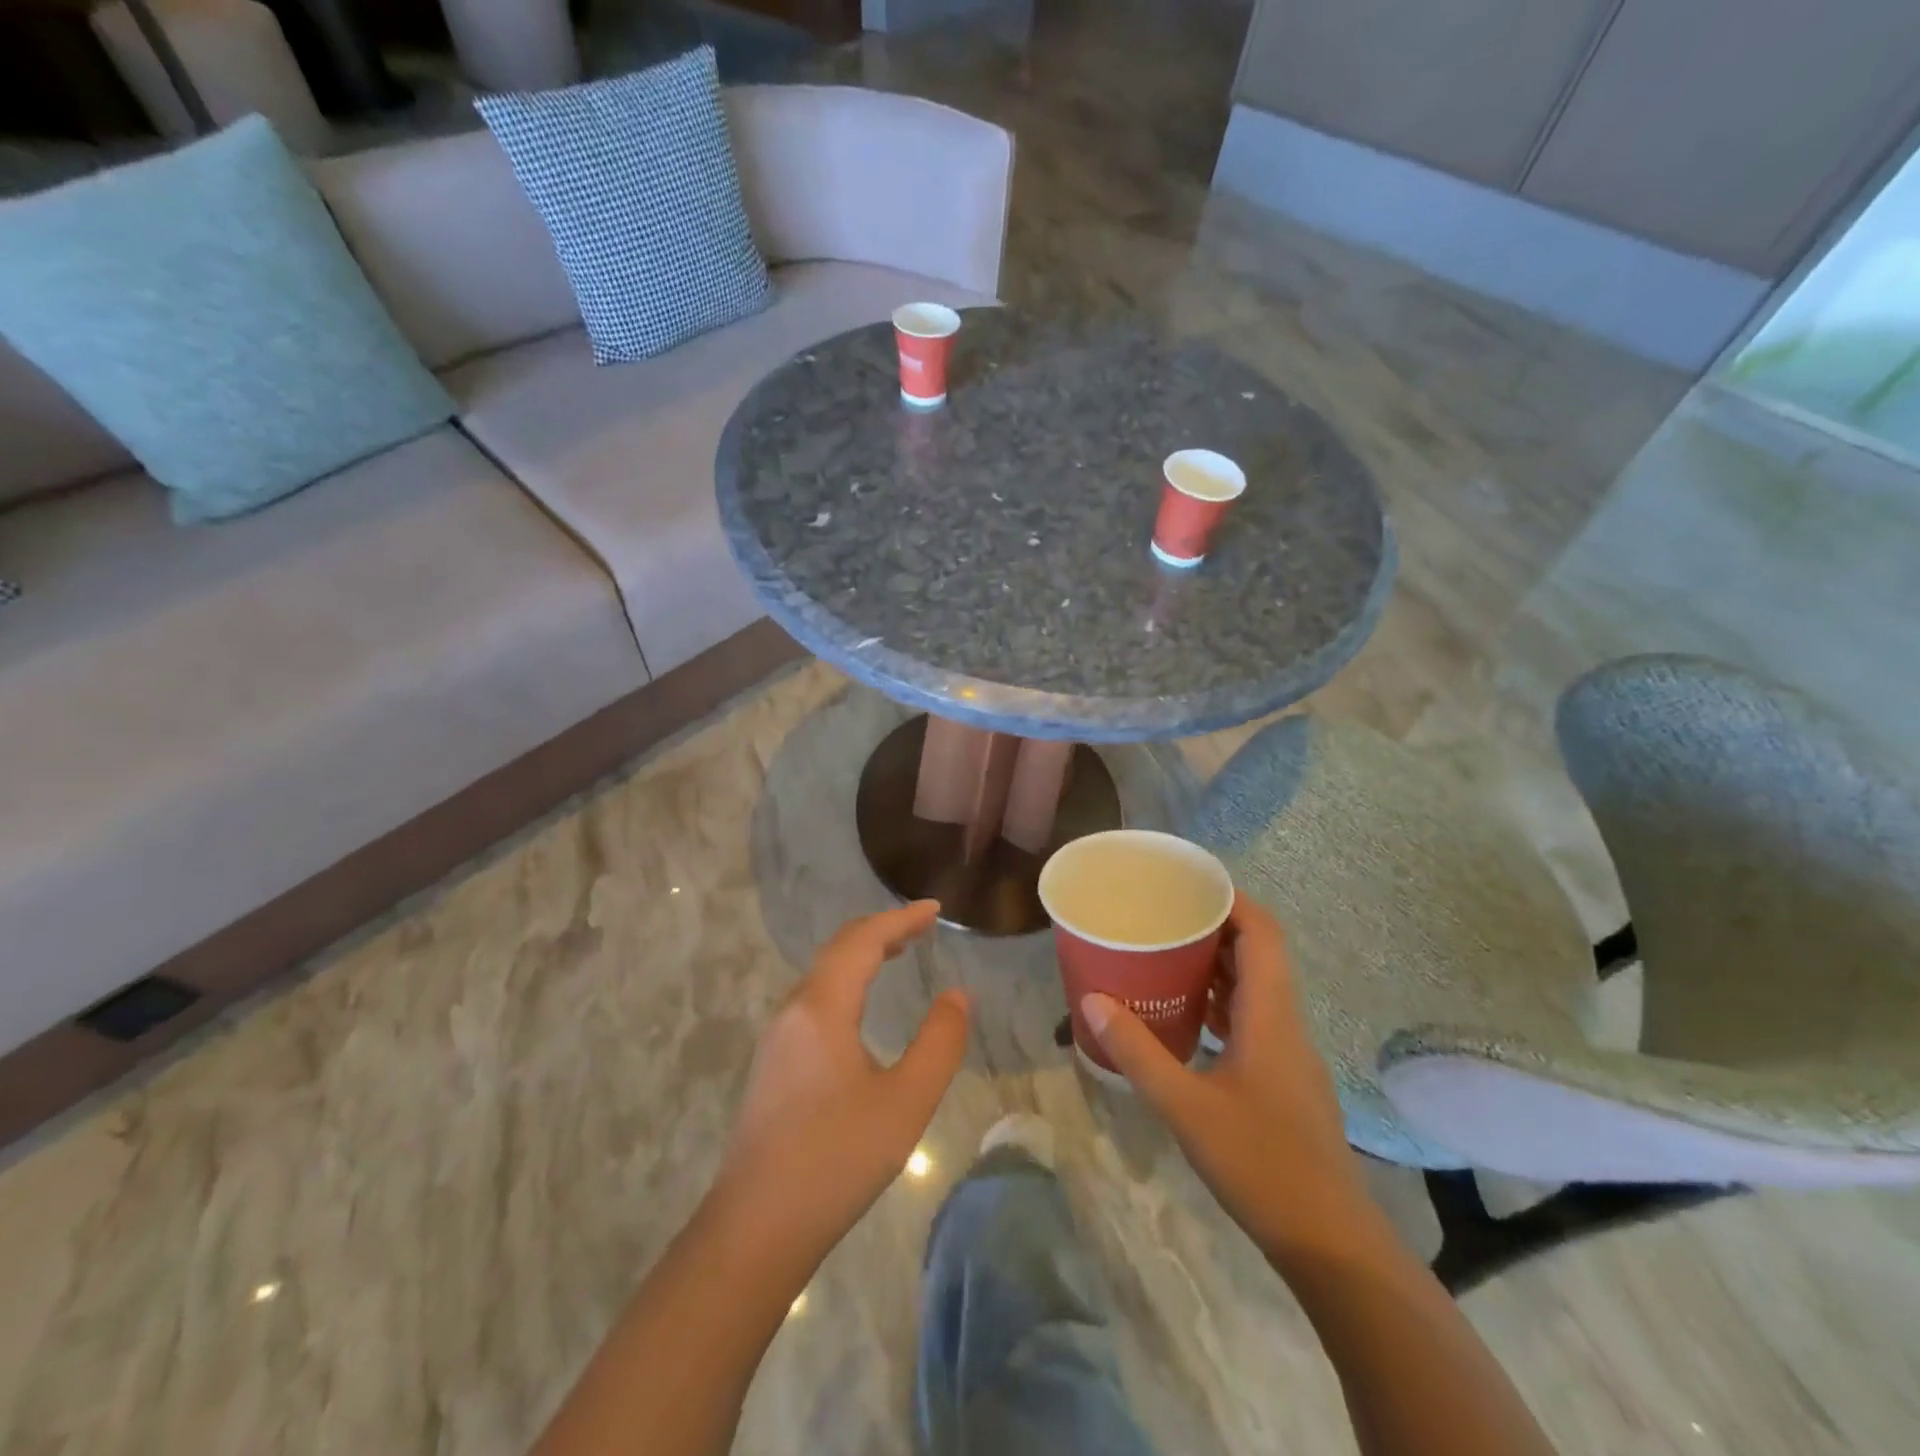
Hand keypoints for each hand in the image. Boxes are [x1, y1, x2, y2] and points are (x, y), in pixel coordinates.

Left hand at [708, 901, 969, 1275]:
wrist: (756, 1227)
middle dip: (881, 931)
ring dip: (861, 955)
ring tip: (898, 954)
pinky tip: (861, 1006)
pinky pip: (815, 999)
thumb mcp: (905, 1101)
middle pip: (839, 949)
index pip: (863, 941)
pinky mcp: (773, 1063)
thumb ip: (939, 1042)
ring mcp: (778, 1037)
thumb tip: (958, 995)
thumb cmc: (836, 1158)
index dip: (900, 919)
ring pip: (823, 974)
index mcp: (822, 1007)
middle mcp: (794, 1010)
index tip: (934, 909)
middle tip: (922, 927)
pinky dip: (846, 982)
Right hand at [1082, 893, 1368, 1253]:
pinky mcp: (1283, 1079)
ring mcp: (1288, 1053)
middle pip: (1258, 953)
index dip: (1231, 900)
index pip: (1262, 933)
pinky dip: (1220, 1003)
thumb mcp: (1186, 1106)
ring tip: (1165, 955)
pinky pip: (1252, 1019)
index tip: (1187, 884)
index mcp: (1271, 1015)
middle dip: (1214, 927)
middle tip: (1162, 916)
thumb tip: (1092, 1001)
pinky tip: (1186, 1016)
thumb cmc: (1261, 1163)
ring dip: (1216, 966)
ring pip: (1255, 987)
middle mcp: (1285, 1022)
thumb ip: (1138, 1052)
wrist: (1331, 1242)